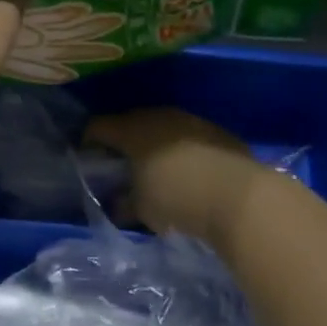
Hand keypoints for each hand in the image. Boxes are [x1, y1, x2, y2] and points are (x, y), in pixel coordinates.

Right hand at [86, 108, 270, 243]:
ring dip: (154, 144)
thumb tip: (117, 202)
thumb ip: (125, 201)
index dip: (89, 141)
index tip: (87, 158)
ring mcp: (191, 121)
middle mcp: (159, 117)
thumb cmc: (177, 199)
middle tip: (119, 164)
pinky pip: (188, 136)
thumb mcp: (142, 208)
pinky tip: (185, 170)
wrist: (239, 196)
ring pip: (162, 127)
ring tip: (154, 167)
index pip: (99, 126)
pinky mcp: (217, 132)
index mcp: (132, 130)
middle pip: (131, 122)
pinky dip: (180, 149)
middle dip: (123, 141)